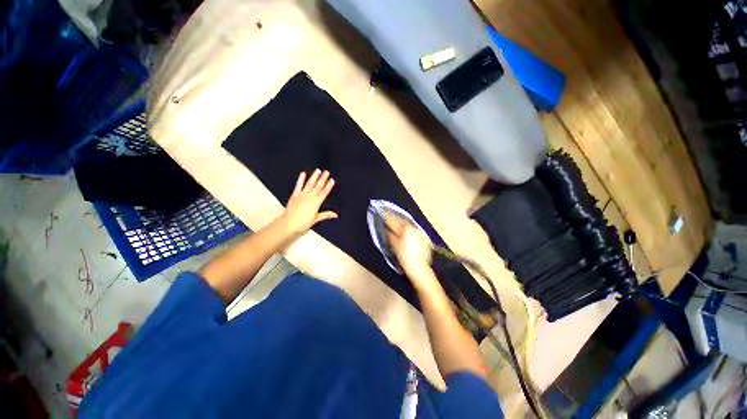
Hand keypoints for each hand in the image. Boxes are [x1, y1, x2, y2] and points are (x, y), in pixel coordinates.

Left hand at [280, 169, 337, 234]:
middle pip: (318, 186)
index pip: (324, 192)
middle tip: (327, 172)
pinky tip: (303, 174)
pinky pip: (298, 186)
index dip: (329, 186)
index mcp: (316, 203)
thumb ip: (326, 215)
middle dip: (323, 179)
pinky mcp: (294, 195)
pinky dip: (301, 179)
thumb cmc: (303, 223)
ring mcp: (302, 195)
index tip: (332, 180)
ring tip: (318, 170)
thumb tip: (335, 215)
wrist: (289, 224)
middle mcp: (310, 197)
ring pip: (310, 184)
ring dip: (314, 177)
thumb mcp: (316, 219)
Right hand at [384, 213, 435, 284]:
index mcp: (405, 230)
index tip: (381, 212)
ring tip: (395, 219)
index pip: (394, 221)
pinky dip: (408, 227)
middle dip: (394, 217)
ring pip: (408, 223)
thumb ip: (391, 236)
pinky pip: (413, 228)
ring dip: (401, 221)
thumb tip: (388, 231)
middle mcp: (413, 228)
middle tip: (387, 213)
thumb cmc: (405, 258)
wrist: (419, 267)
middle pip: (402, 220)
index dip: (387, 216)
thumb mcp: (395, 247)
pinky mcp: (424, 237)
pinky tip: (404, 229)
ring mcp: (419, 232)